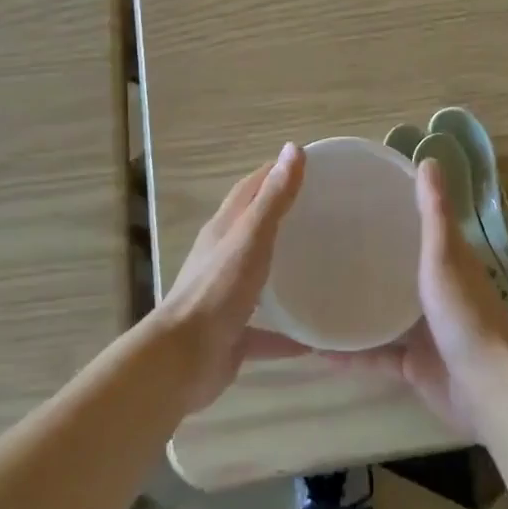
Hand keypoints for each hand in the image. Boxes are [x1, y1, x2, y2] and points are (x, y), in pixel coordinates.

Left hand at [154, 144, 305, 411]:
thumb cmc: (218, 291)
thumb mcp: (251, 238)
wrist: (183, 360)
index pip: (249, 190)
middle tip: (323, 214)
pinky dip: (287, 332)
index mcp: (223, 230)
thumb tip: (292, 148)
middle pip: (254, 230)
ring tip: (321, 269)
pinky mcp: (232, 335)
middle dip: (283, 218)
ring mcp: (226, 297)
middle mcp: (222, 258)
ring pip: (259, 279)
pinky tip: (315, 340)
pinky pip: (265, 331)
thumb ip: (273, 198)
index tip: (307, 165)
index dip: (274, 173)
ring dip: (284, 273)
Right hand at [334, 158, 507, 438]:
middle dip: (366, 258)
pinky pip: (375, 355)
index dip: (391, 211)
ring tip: (312, 292)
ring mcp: (424, 330)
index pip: (417, 227)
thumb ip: (434, 213)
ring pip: (383, 312)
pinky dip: (350, 353)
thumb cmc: (465, 315)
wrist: (485, 389)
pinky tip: (317, 349)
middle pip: (397, 268)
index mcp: (447, 261)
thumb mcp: (445, 255)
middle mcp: (436, 291)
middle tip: (321, 244)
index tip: (354, 198)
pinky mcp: (413, 365)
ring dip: (355, 305)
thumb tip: (428, 159)